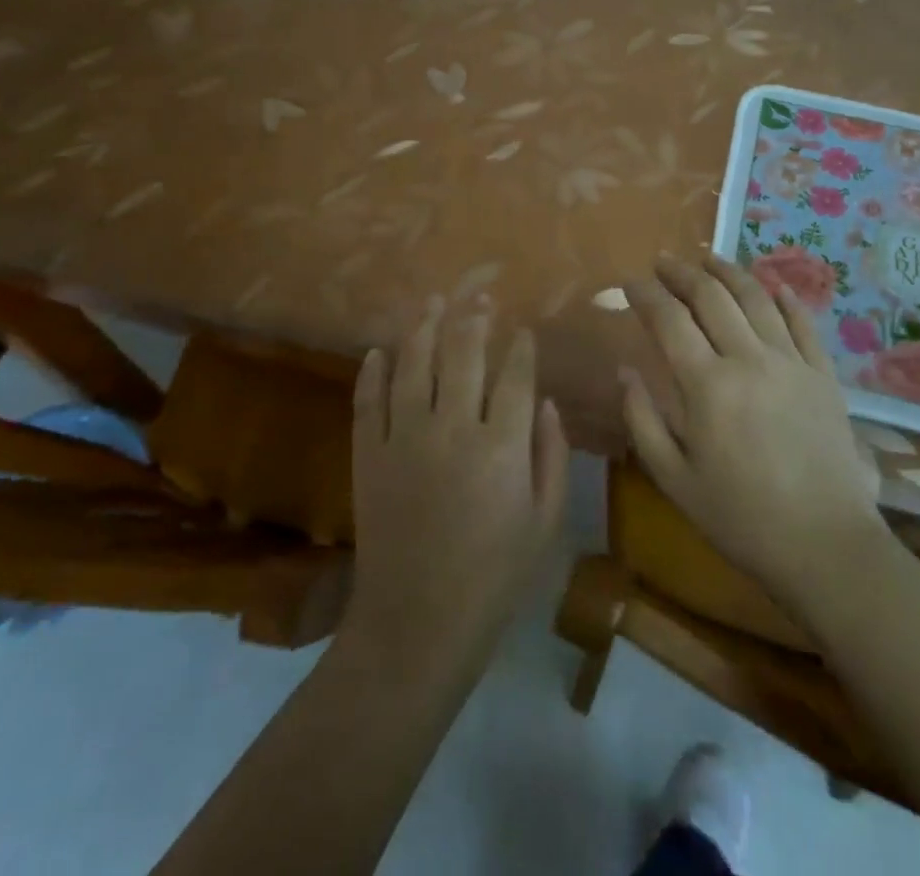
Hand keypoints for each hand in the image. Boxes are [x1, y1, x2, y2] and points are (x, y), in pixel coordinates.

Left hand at [343, 301, 569, 666]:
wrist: (417, 624)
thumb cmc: (494, 577)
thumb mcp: (544, 522)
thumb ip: (552, 456)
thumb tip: (547, 404)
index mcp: (501, 446)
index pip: (514, 376)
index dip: (520, 348)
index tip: (522, 330)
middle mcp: (452, 429)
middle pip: (463, 355)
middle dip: (474, 319)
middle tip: (479, 296)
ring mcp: (404, 439)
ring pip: (414, 365)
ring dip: (424, 328)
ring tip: (432, 302)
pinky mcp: (368, 455)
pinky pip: (367, 401)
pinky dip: (372, 373)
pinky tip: (378, 351)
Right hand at [622, 255, 886, 611]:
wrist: (825, 546)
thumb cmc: (740, 518)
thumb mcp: (674, 479)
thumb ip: (642, 420)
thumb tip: (625, 369)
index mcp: (707, 386)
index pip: (669, 320)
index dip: (645, 295)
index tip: (628, 283)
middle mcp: (749, 359)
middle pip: (711, 297)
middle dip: (682, 273)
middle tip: (663, 261)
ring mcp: (792, 362)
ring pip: (756, 298)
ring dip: (728, 272)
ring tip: (708, 258)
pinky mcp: (824, 374)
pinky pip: (803, 322)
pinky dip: (785, 297)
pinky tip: (772, 284)